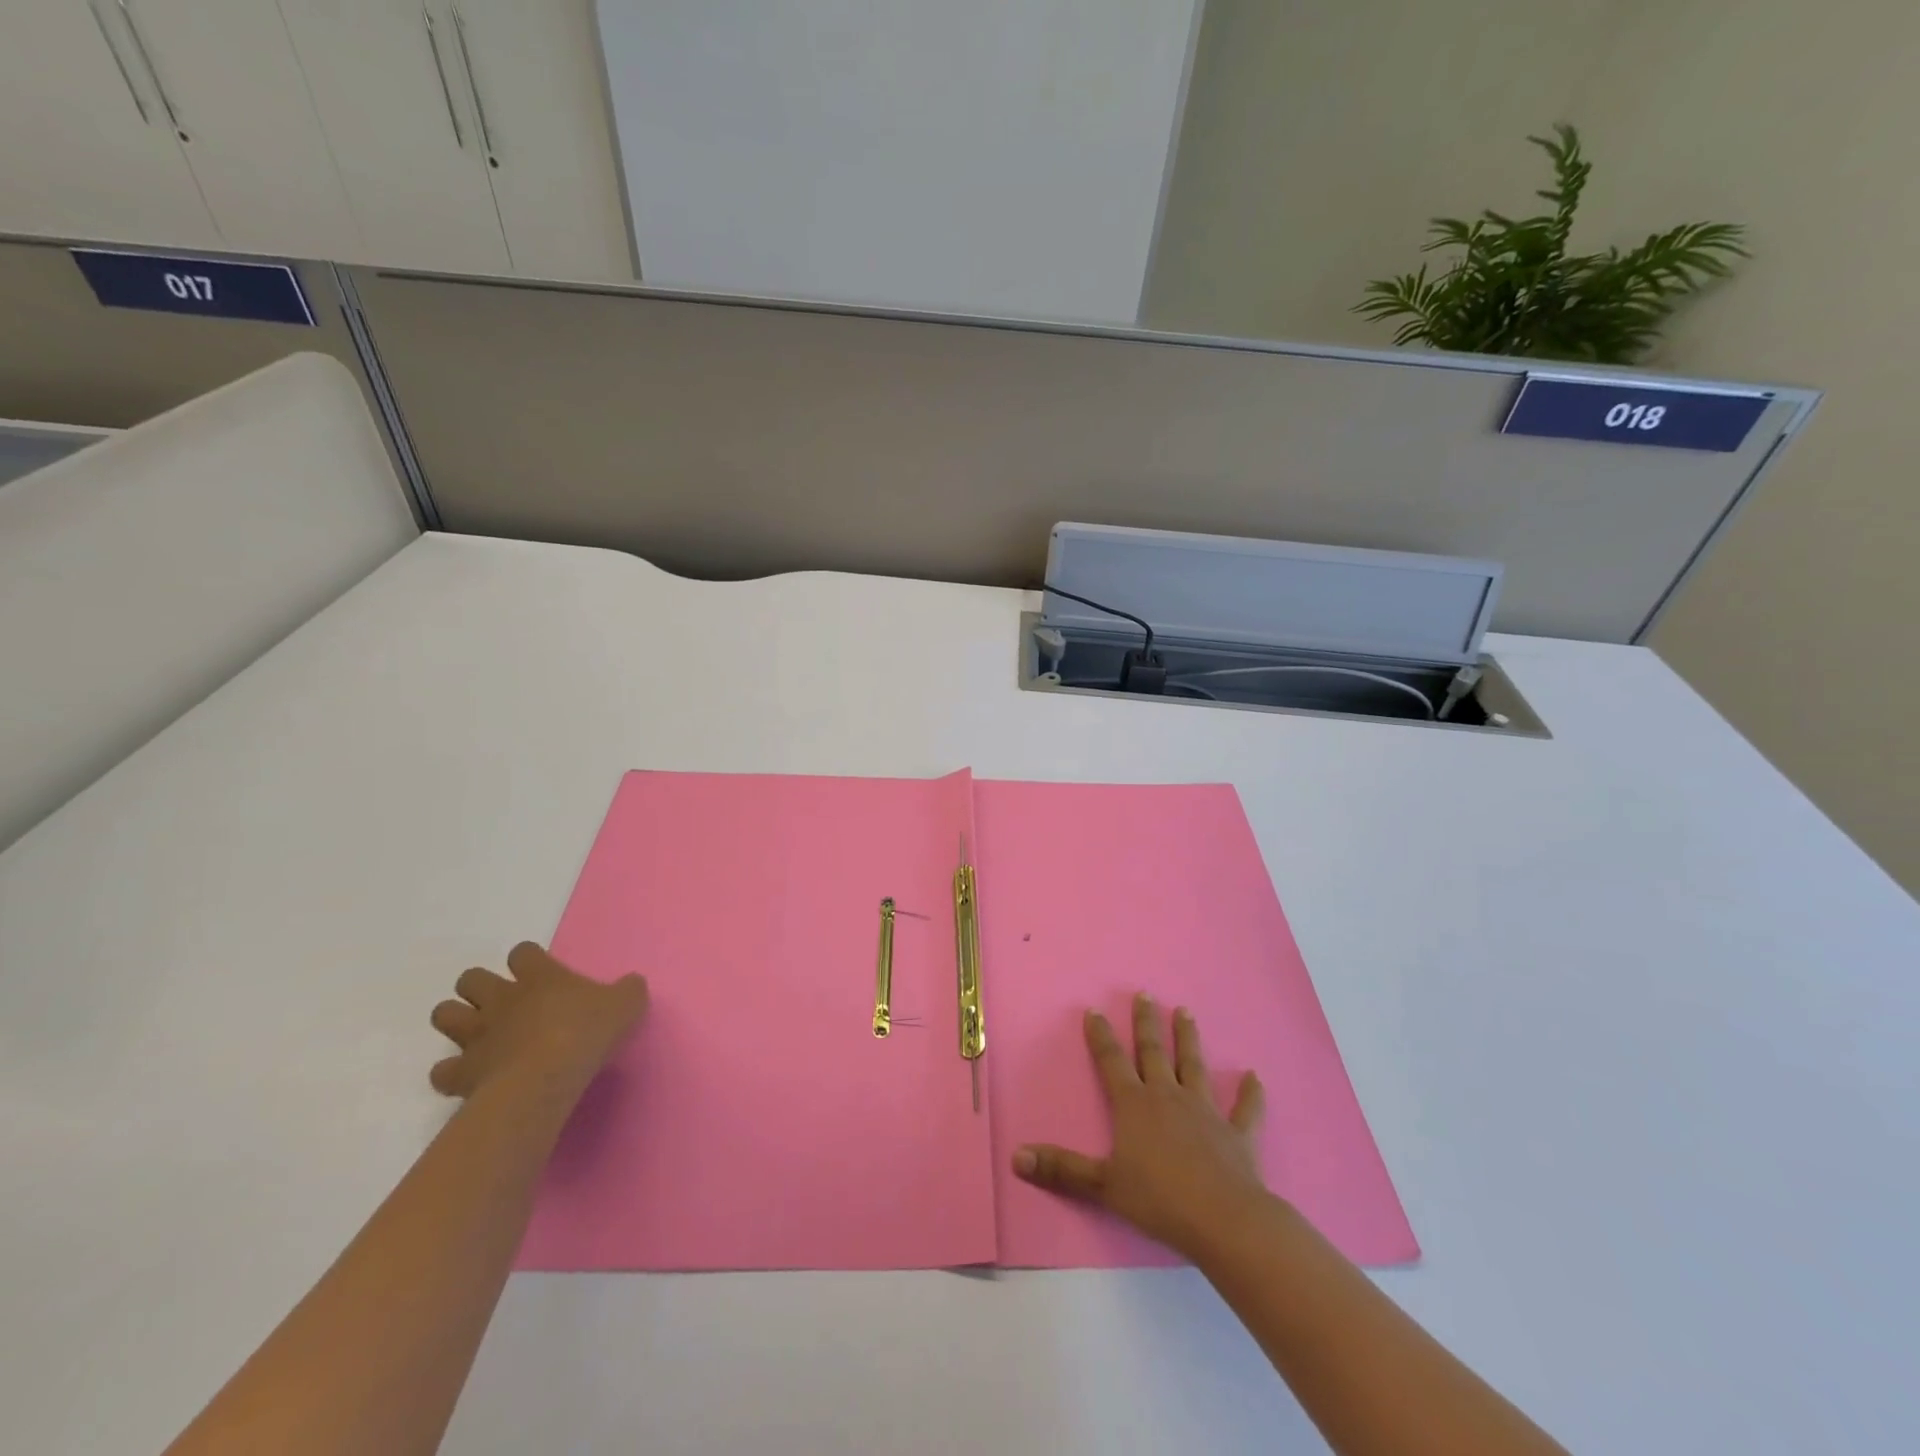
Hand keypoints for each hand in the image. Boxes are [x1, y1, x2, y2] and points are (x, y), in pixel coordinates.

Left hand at [428, 942, 647, 1101]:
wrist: (547, 1076)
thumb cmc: (587, 1032)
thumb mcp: (626, 1004)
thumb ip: (628, 990)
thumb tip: (631, 984)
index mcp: (539, 976)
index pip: (523, 952)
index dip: (528, 959)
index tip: (539, 971)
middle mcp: (501, 999)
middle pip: (471, 978)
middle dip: (480, 987)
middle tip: (502, 1003)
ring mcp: (477, 1034)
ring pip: (444, 1014)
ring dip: (457, 1021)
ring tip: (478, 1034)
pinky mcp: (462, 1072)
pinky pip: (442, 1071)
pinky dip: (451, 1073)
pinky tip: (469, 1077)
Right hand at [1013, 993, 1267, 1257]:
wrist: (1223, 1220)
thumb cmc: (1159, 1200)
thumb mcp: (1102, 1186)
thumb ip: (1061, 1170)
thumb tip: (1016, 1157)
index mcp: (1134, 1106)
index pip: (1112, 1062)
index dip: (1101, 1037)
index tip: (1094, 1010)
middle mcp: (1168, 1097)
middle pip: (1153, 1052)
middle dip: (1146, 1023)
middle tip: (1144, 994)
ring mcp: (1205, 1112)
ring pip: (1193, 1066)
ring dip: (1189, 1039)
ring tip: (1185, 1012)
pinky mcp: (1236, 1134)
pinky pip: (1245, 1110)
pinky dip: (1250, 1094)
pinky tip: (1255, 1077)